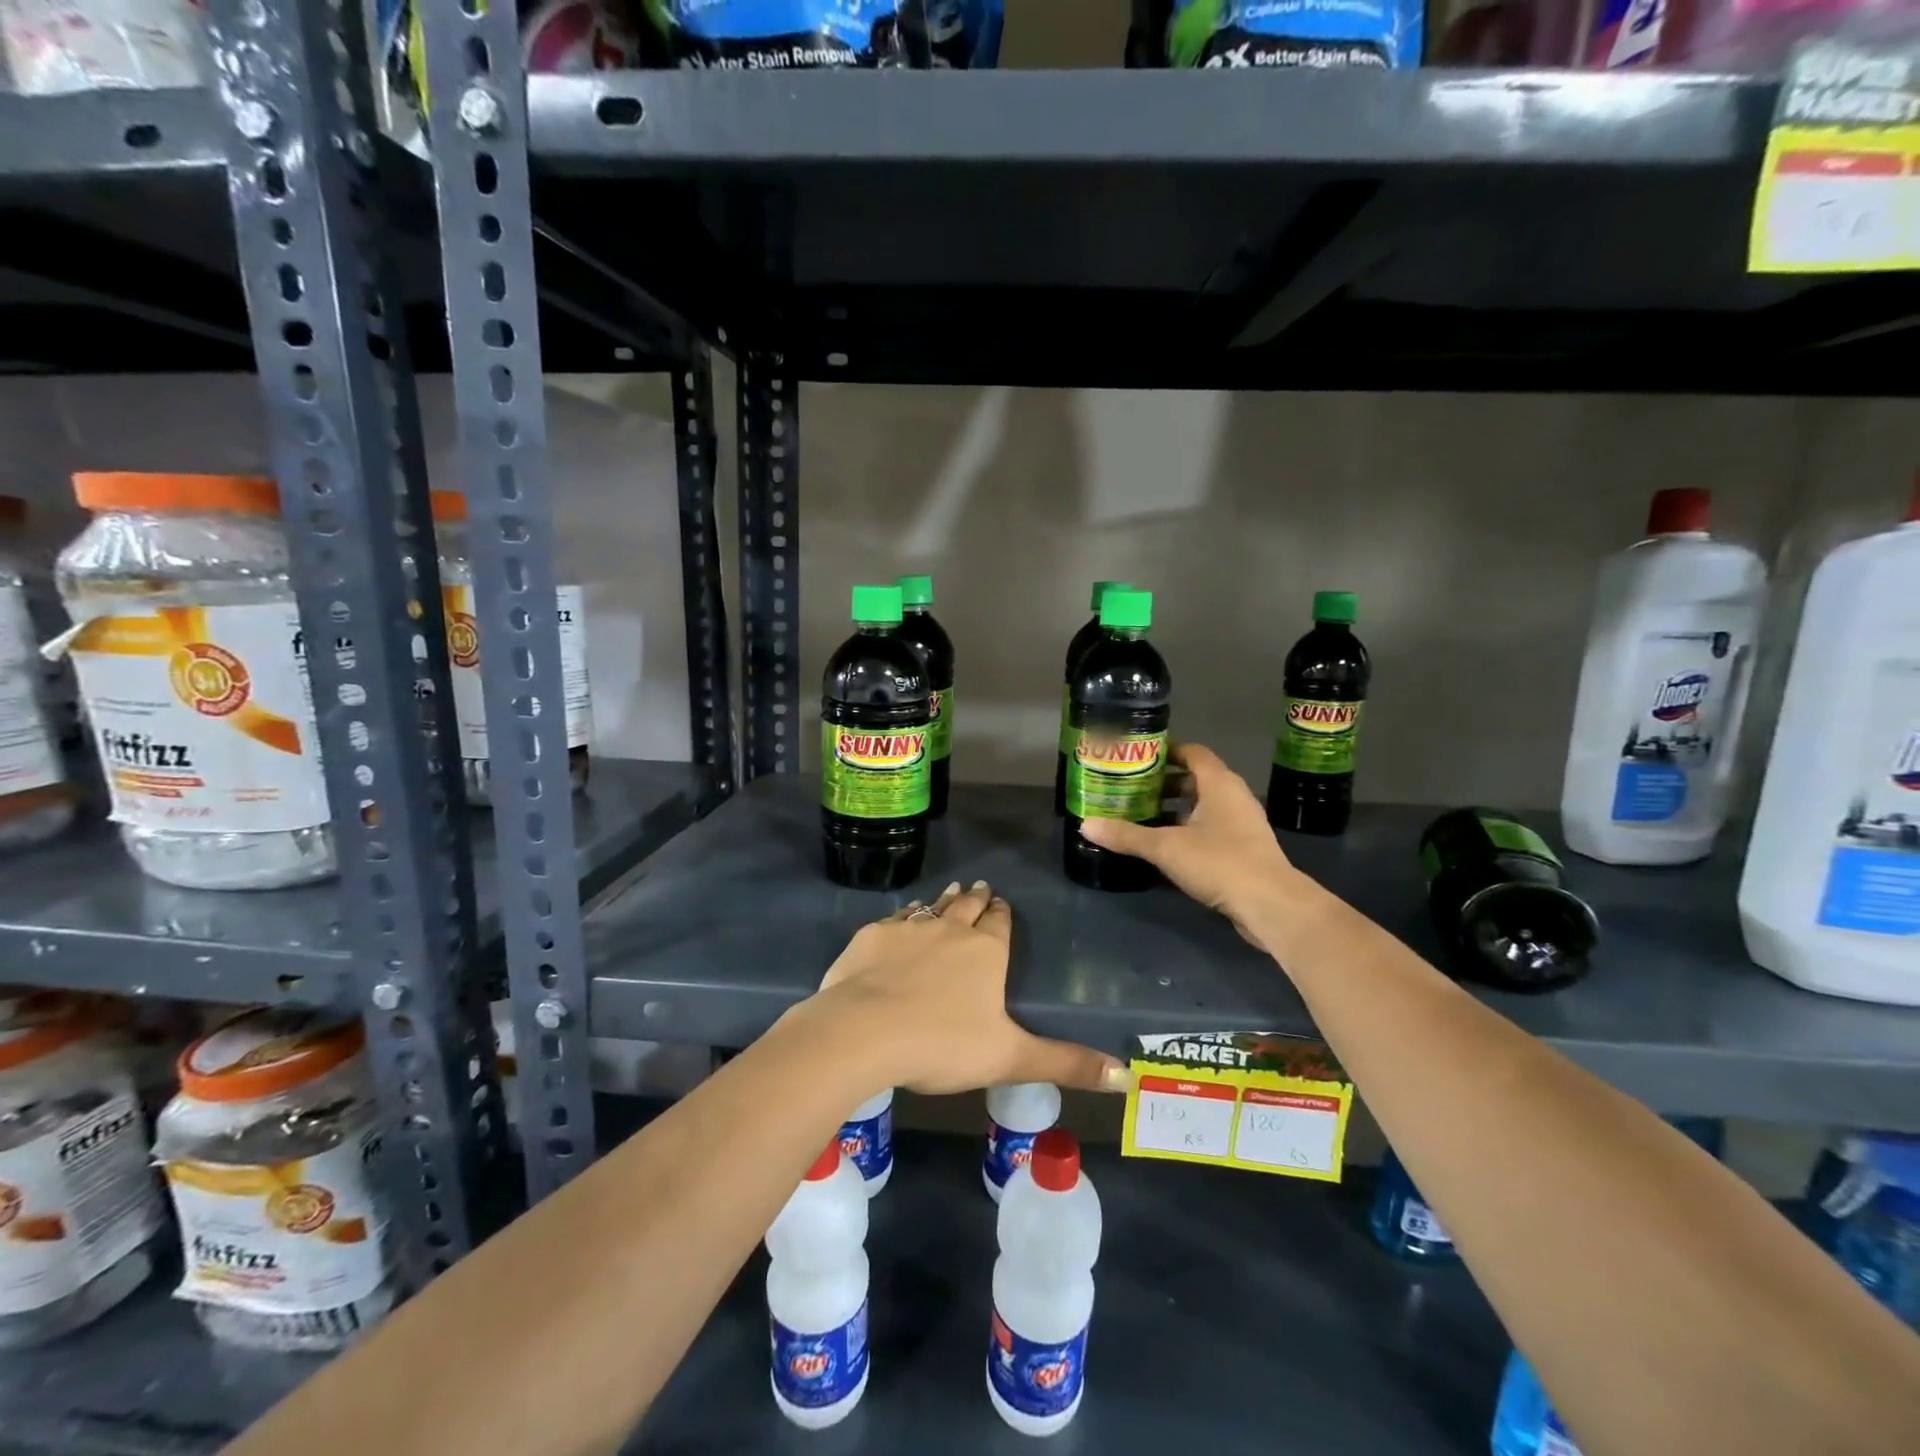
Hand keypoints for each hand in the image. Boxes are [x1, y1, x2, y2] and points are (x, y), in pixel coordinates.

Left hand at [806, 882, 1128, 1096]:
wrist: (864, 1031)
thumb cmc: (943, 1044)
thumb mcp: (1010, 1058)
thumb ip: (1066, 1063)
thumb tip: (1127, 1076)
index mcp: (985, 951)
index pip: (1000, 922)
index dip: (1002, 913)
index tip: (1002, 904)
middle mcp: (950, 929)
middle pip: (967, 906)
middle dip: (975, 898)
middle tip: (979, 888)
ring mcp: (908, 928)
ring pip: (931, 908)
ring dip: (942, 902)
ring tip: (949, 893)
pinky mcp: (872, 936)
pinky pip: (894, 918)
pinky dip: (903, 917)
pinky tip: (900, 920)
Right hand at [1078, 742, 1319, 950]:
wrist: (1270, 905)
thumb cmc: (1220, 862)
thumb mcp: (1166, 847)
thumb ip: (1127, 835)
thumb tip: (1085, 824)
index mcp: (1219, 783)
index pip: (1193, 752)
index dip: (1167, 751)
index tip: (1138, 757)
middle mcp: (1233, 797)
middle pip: (1196, 780)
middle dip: (1164, 784)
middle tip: (1131, 789)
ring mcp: (1242, 824)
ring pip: (1203, 807)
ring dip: (1175, 810)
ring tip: (1141, 817)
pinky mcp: (1244, 850)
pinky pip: (1211, 829)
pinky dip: (1188, 831)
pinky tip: (1165, 847)